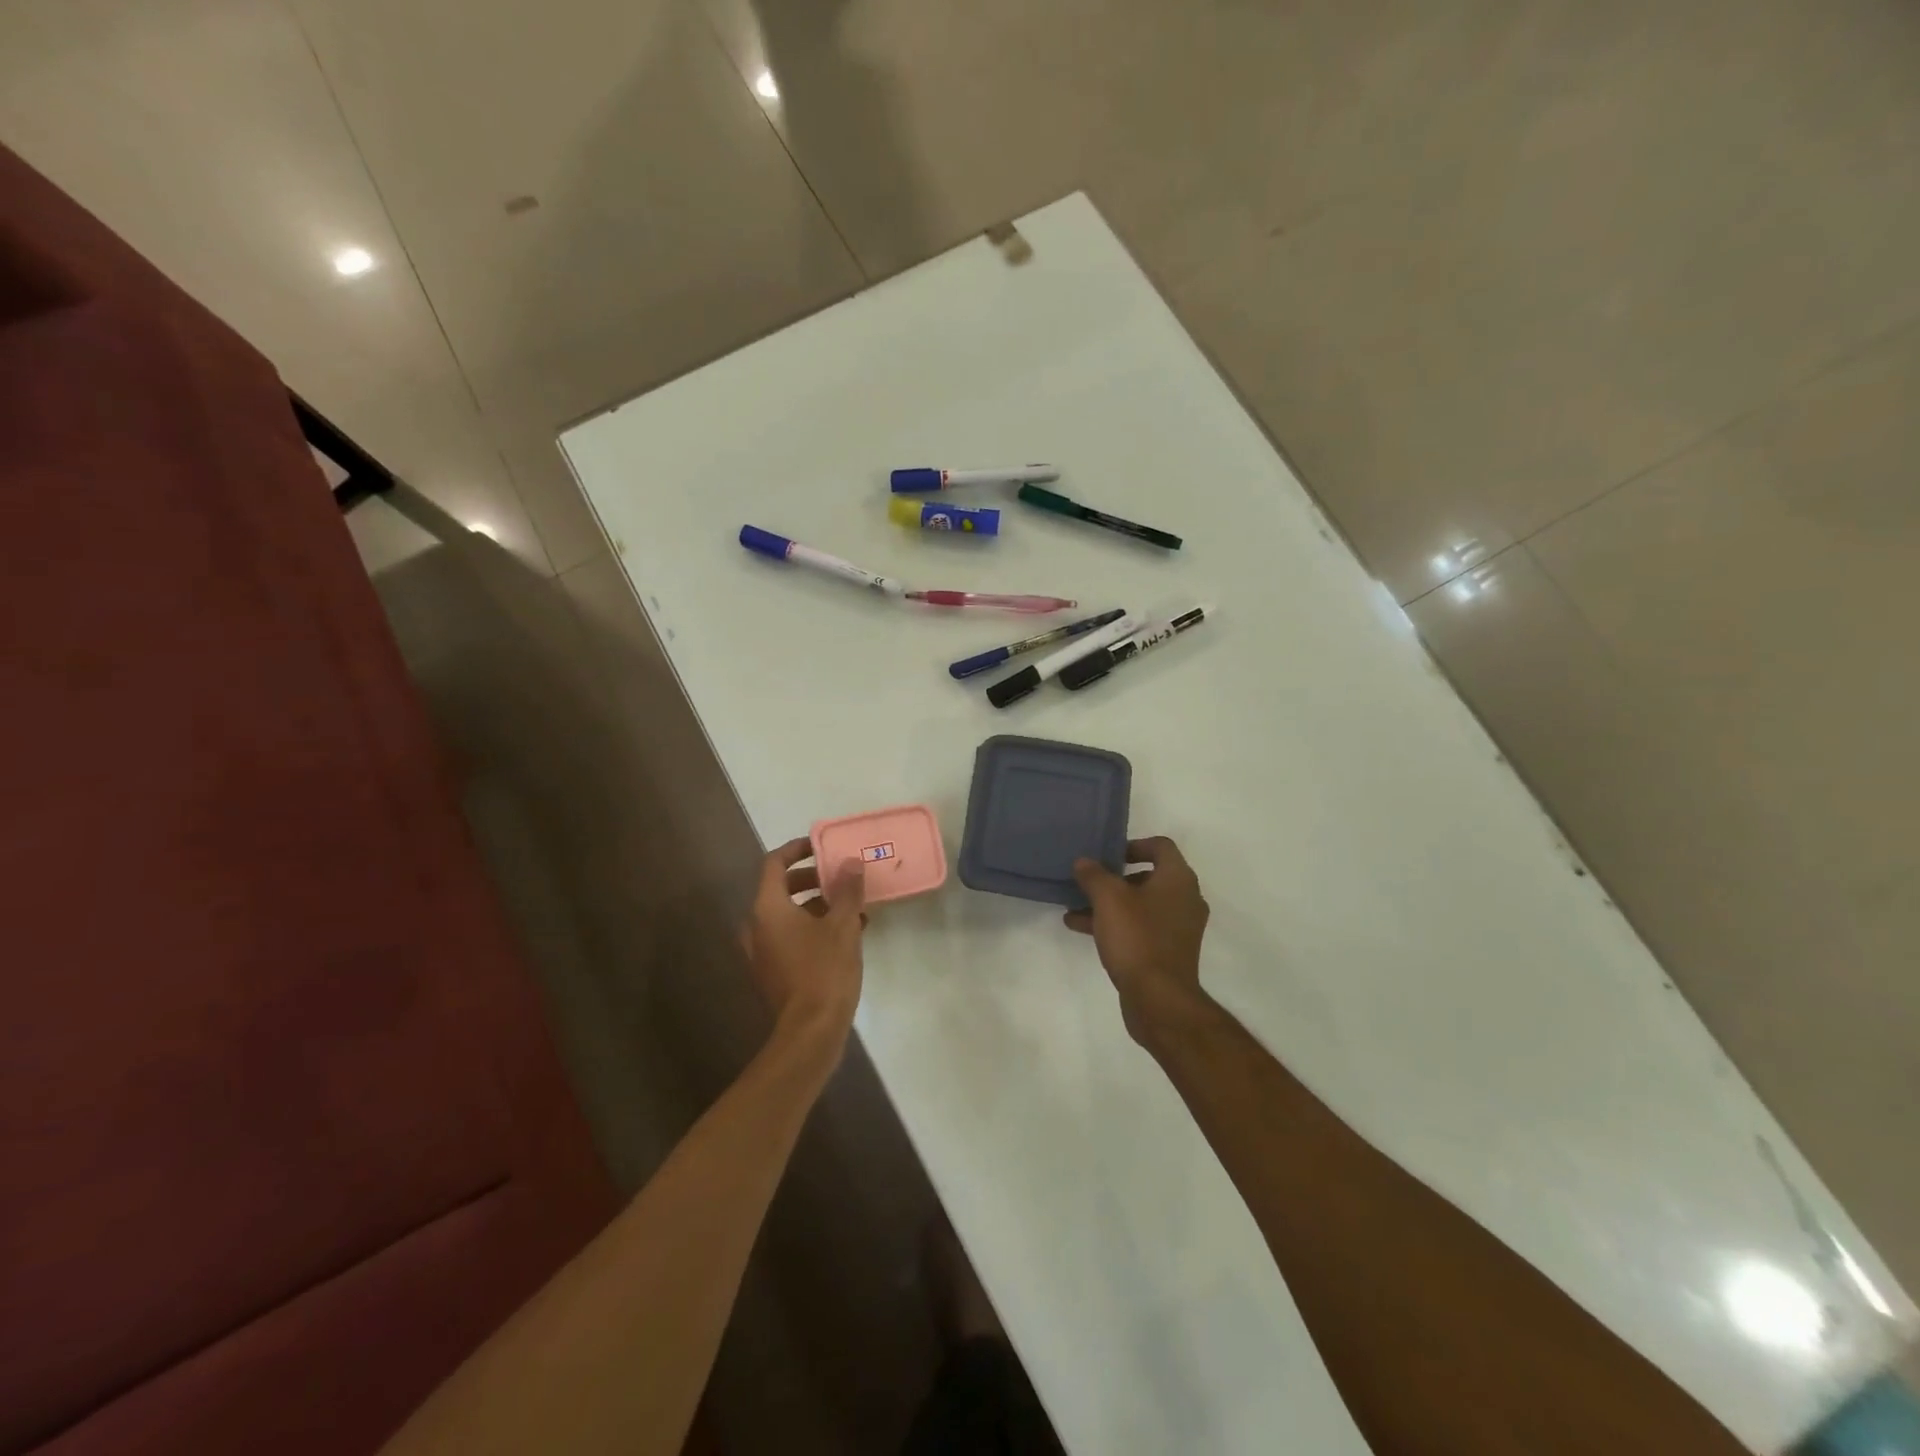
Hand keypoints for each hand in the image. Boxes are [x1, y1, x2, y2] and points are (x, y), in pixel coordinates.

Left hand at [741, 838, 866, 1055]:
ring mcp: (761, 952)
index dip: (797, 850)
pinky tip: (846, 934)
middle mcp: (757, 926)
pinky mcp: (772, 971)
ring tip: (851, 906)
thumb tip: (850, 862)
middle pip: (780, 888)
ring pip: (787, 915)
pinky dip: (811, 927)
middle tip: (840, 877)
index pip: (774, 864)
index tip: (821, 846)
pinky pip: (789, 937)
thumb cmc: (824, 970)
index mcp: (767, 908)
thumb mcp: (843, 925)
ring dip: (816, 905)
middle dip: (811, 879)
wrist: (811, 1031)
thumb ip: (847, 890)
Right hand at [1066, 837, 1210, 1043]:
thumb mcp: (1108, 899)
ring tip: (1075, 908)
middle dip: (1115, 878)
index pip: (1160, 846)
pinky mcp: (1169, 952)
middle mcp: (1185, 899)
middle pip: (1149, 876)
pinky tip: (1082, 929)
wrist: (1159, 999)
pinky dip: (1116, 924)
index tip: (1108, 855)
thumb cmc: (1137, 938)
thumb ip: (1094, 875)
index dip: (1133, 845)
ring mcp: (1179, 928)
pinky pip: (1140, 927)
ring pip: (1140, 905)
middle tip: (1089, 881)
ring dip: (1110, 904)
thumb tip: (1084, 862)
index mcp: (1178, 879)